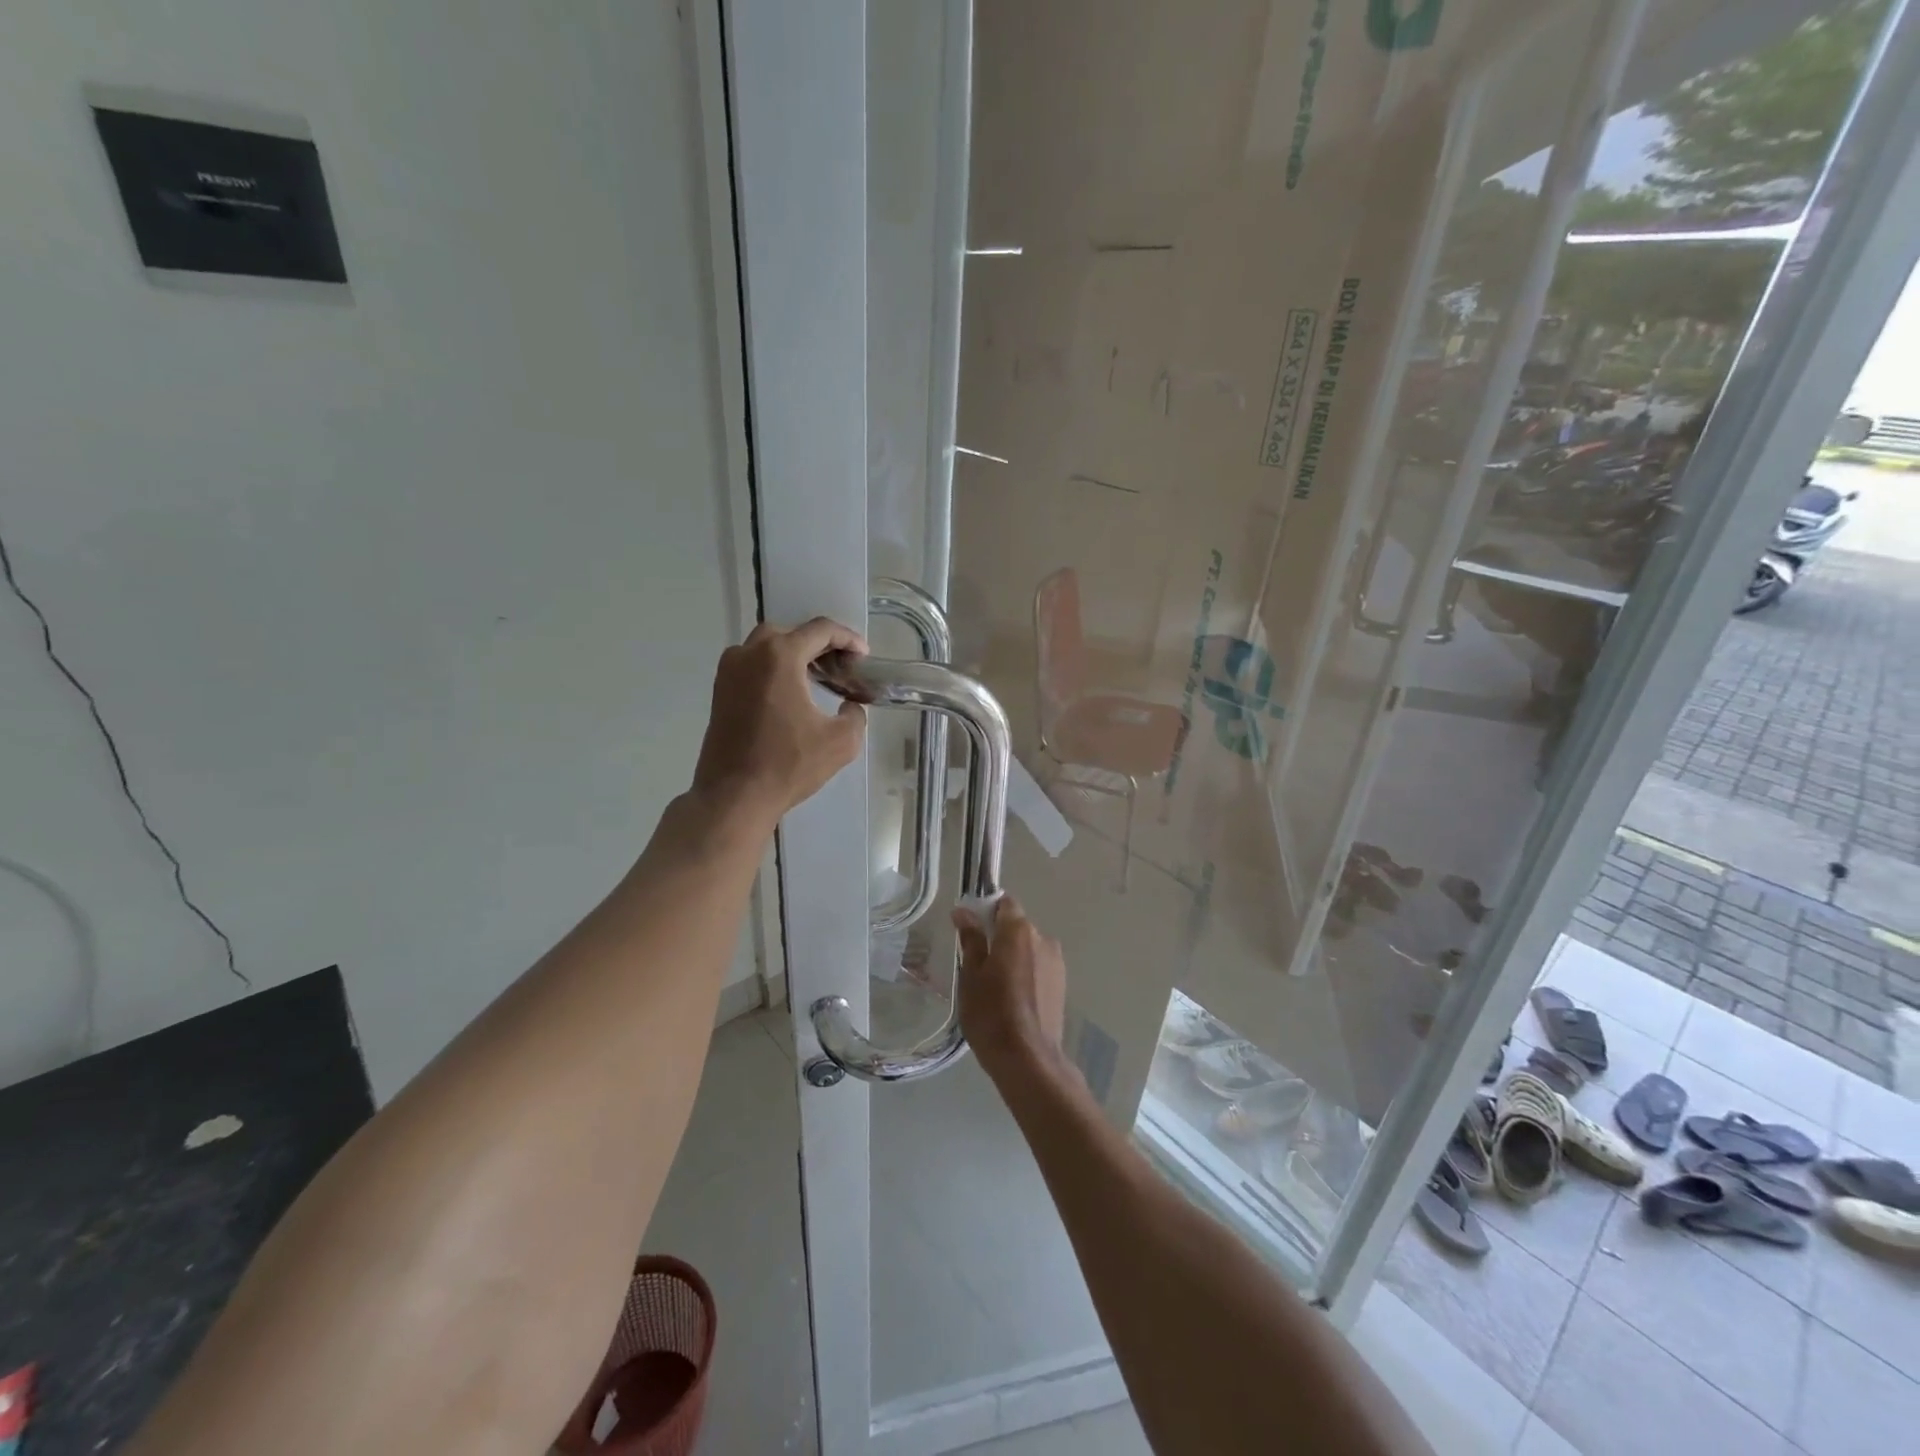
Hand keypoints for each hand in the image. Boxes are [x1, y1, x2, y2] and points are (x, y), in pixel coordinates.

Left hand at [692, 618, 867, 828]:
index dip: (847, 639)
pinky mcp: (719, 691)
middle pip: (790, 633)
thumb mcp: (841, 742)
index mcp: (779, 657)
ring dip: (793, 655)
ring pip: (766, 647)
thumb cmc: (788, 765)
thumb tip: (850, 705)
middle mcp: (749, 653)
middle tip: (840, 666)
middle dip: (818, 644)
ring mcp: (729, 671)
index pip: (820, 630)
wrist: (733, 796)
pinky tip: (790, 694)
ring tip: (817, 678)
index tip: (863, 656)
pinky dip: (773, 669)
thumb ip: (855, 715)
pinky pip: (751, 665)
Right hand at [953, 895, 1068, 1082]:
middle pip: (1017, 926)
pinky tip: (1013, 998)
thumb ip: (971, 939)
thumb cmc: (991, 1013)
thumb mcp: (971, 975)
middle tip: (977, 963)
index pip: (1004, 903)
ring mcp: (1056, 962)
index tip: (971, 929)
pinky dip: (1026, 972)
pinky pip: (1039, 966)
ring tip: (995, 986)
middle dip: (998, 936)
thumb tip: (963, 911)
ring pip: (1028, 948)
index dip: (987, 911)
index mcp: (1019, 930)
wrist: (1028, 1059)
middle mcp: (1043, 938)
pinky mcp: (1062, 984)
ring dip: (1013, 956)